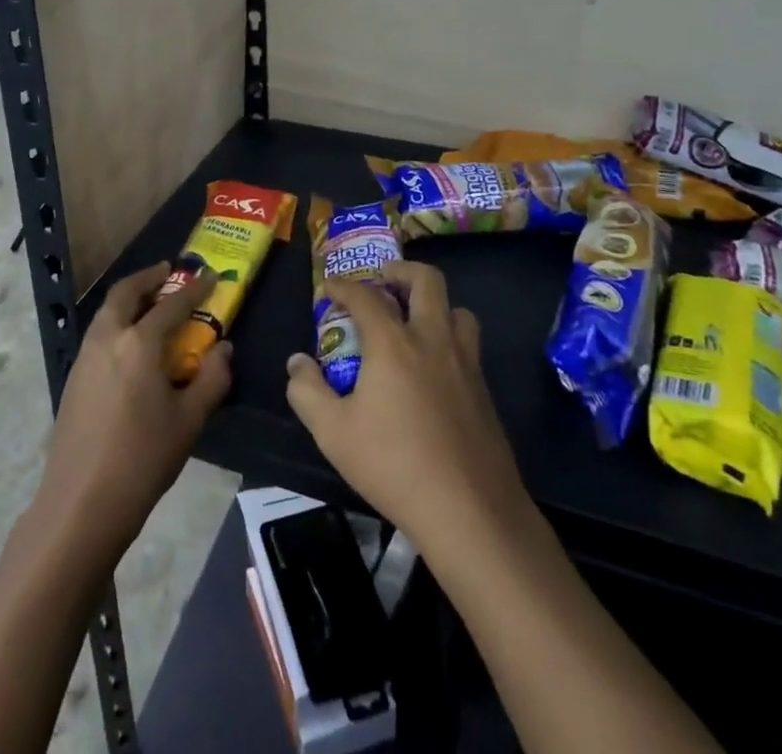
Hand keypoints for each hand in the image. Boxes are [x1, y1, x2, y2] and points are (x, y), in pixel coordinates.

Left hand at [34, 263, 231, 557]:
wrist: (81, 504)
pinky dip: (117, 322)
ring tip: (151, 303)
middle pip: (125, 293)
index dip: (194, 289)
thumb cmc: (142, 459)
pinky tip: (131, 345)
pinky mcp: (73, 378)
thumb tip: (223, 348)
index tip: (211, 276)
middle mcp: (107, 339)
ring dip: (130, 299)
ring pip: (107, 312)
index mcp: (138, 343)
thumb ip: (212, 378)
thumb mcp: (189, 420)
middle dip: (148, 278)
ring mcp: (84, 357)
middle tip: (168, 272)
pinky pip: (99, 334)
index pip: (171, 304)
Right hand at [286, 260, 529, 554]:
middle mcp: (433, 339)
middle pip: (426, 281)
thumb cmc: (394, 465)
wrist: (470, 511)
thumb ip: (307, 392)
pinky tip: (434, 369)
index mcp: (393, 343)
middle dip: (401, 271)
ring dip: (434, 304)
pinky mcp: (484, 390)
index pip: (365, 296)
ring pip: (457, 310)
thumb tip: (297, 362)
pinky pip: (468, 345)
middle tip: (383, 280)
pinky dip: (449, 338)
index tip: (330, 287)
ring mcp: (465, 363)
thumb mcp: (333, 433)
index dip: (343, 286)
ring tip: (414, 320)